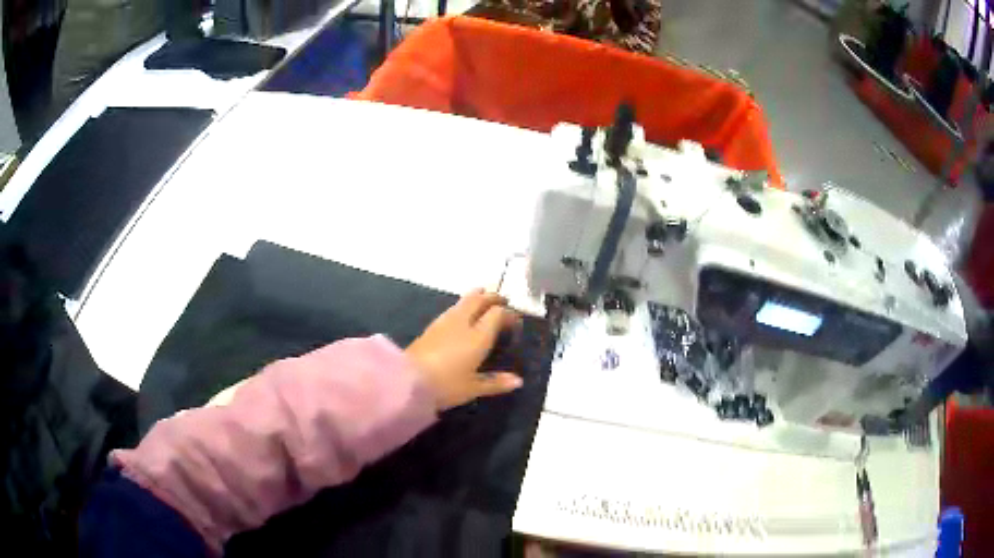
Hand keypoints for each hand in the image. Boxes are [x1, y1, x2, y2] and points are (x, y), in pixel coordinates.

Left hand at [406, 289, 522, 410]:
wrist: (407, 380)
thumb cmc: (445, 385)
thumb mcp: (473, 388)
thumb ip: (495, 382)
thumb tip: (518, 381)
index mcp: (478, 336)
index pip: (497, 314)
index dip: (509, 315)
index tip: (515, 323)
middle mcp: (463, 322)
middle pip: (480, 299)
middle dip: (493, 298)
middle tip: (502, 302)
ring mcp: (445, 321)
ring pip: (464, 300)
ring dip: (477, 297)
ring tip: (484, 300)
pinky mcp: (431, 326)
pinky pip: (453, 308)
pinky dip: (463, 306)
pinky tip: (462, 314)